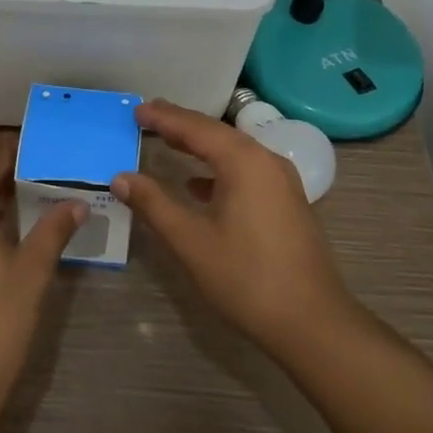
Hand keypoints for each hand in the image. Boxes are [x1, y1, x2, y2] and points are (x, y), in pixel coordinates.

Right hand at [113, 99, 360, 360]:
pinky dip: (219, 168)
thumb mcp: (191, 241)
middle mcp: (266, 161)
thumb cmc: (246, 278)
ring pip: (234, 151)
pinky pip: (246, 170)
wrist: (312, 323)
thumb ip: (154, 204)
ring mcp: (282, 182)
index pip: (196, 128)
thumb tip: (120, 177)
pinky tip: (199, 186)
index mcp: (244, 162)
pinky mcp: (287, 202)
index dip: (164, 117)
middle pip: (217, 134)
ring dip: (200, 145)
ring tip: (169, 141)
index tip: (136, 110)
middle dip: (182, 125)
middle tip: (149, 115)